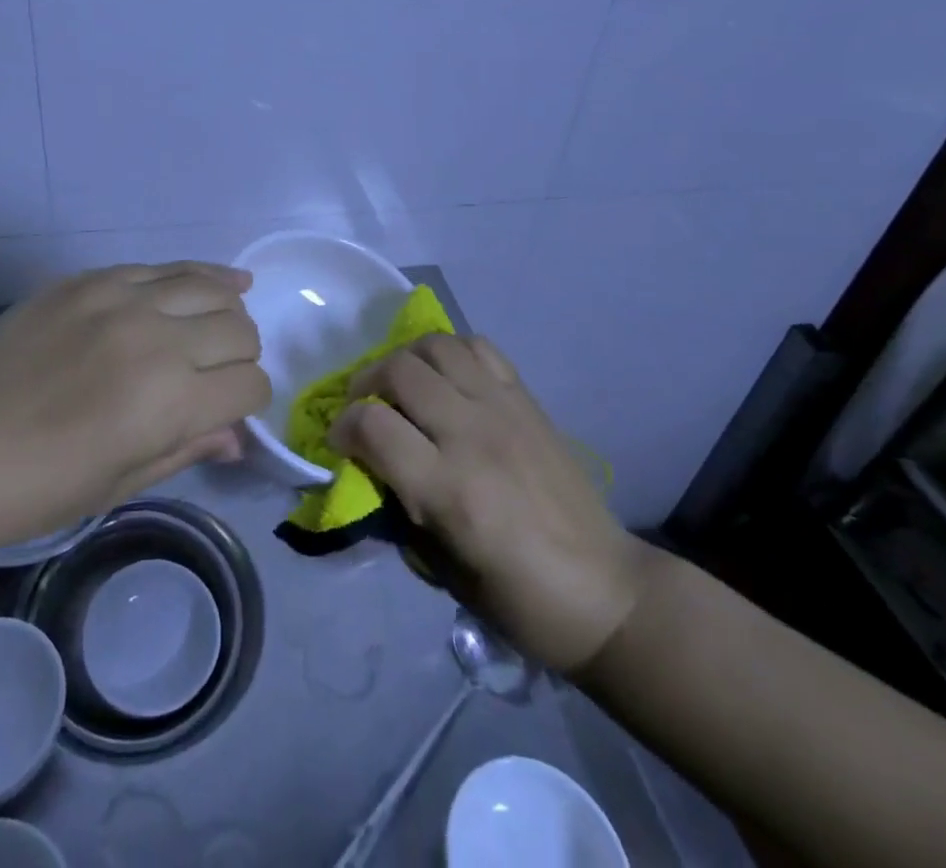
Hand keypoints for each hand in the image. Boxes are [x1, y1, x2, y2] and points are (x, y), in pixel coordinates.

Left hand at [0, 263, 270, 559]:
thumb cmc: (34, 489)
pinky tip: (209, 282)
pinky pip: (162, 266)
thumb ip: (188, 447)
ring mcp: (121, 299)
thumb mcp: (121, 482)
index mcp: (169, 402)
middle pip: (240, 330)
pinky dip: (195, 276)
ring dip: (226, 310)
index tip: (228, 412)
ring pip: (212, 286)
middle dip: (241, 357)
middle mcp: (157, 339)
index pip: (250, 386)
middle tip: (214, 377)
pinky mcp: (90, 279)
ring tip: (218, 324)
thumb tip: (236, 436)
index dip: (248, 404)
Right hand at [327, 334, 653, 674]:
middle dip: (366, 384)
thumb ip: (400, 509)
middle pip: (399, 371)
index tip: (340, 442)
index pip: (371, 426)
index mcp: (448, 489)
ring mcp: (503, 409)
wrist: (605, 590)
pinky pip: (479, 348)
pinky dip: (450, 353)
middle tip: (365, 408)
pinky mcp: (527, 399)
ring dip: (405, 359)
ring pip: (436, 346)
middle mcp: (472, 434)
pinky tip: (446, 378)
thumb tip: (368, 468)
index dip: (343, 428)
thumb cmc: (519, 599)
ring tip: (401, 385)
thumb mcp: (442, 571)